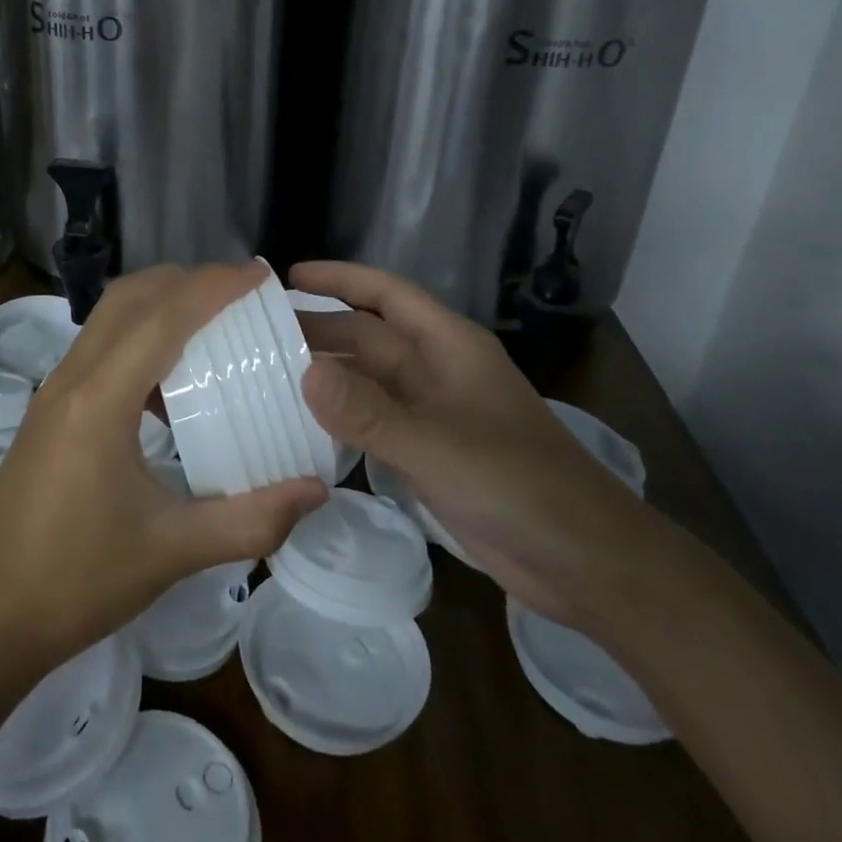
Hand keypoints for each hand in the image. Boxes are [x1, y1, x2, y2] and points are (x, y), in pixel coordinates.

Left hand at [0, 263, 327, 671]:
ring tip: (213, 325)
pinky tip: (170, 384)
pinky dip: (138, 338)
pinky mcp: (49, 411)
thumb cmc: (77, 580)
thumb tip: (317, 490)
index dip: (214, 287)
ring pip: (109, 318)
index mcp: (100, 399)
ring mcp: (54, 392)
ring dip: (159, 305)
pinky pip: (99, 349)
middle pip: (129, 297)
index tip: (260, 274)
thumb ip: (250, 521)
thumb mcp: (172, 552)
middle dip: (185, 281)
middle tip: (239, 294)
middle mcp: (72, 379)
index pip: (163, 317)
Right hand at [291, 260, 666, 627]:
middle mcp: (436, 372)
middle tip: (256, 336)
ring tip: (265, 377)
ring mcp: (432, 415)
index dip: (340, 279)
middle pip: (369, 338)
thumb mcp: (440, 445)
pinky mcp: (427, 455)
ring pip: (367, 382)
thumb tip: (302, 372)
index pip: (386, 294)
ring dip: (325, 377)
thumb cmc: (521, 486)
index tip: (286, 277)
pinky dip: (339, 420)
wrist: (586, 564)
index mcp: (448, 347)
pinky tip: (301, 426)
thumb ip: (370, 412)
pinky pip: (372, 424)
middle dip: (319, 331)